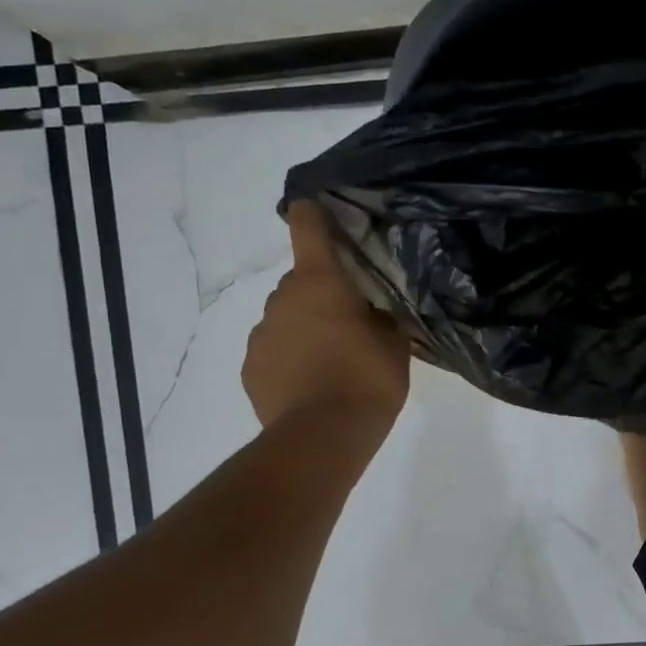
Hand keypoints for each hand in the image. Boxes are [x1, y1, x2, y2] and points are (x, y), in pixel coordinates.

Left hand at [241, 203, 409, 434]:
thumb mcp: (394, 345)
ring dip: (303, 330)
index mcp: (320, 283)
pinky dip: (288, 360)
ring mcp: (261, 335)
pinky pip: (272, 352)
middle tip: (348, 325)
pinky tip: (309, 385)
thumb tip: (371, 315)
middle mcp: (283, 300)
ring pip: (284, 319)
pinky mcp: (250, 368)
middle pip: (300, 283)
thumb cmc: (367, 380)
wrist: (322, 437)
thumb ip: (381, 320)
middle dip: (320, 296)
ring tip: (329, 364)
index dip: (311, 214)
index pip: (307, 228)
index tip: (314, 208)